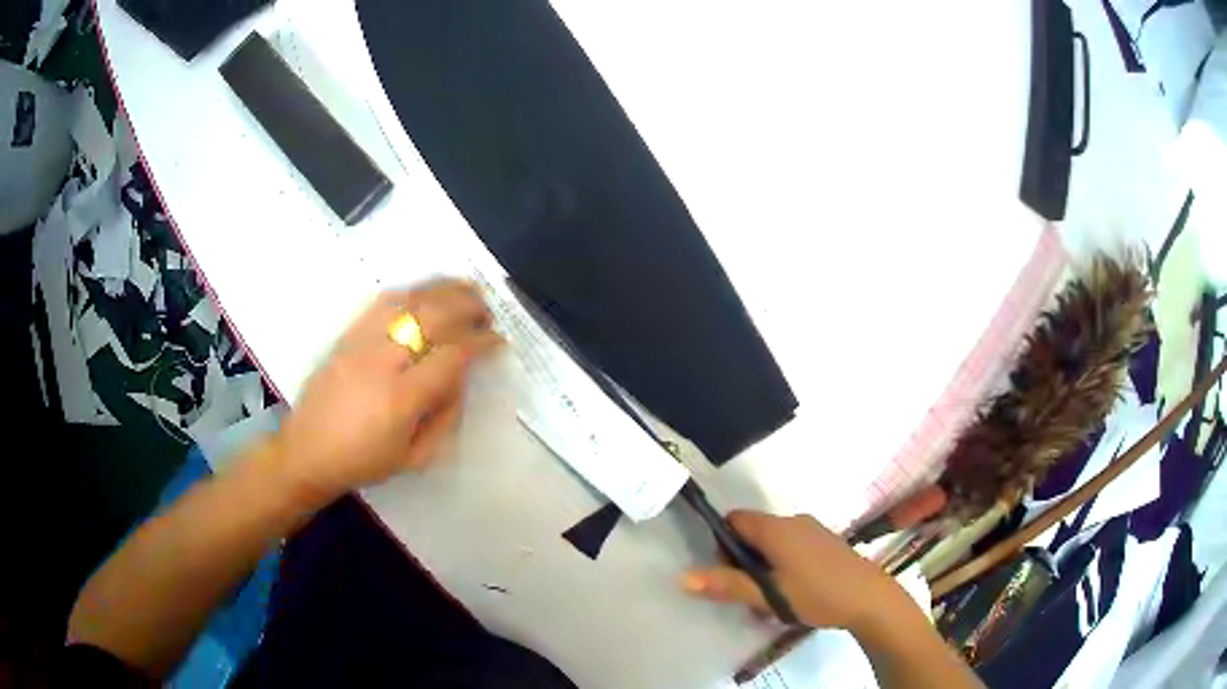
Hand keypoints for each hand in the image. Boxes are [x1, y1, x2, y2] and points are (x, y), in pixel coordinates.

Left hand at [272, 279, 502, 504]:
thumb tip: (461, 379)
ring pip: (408, 300)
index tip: (498, 341)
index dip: (481, 343)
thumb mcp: (414, 457)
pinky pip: (382, 302)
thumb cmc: (363, 462)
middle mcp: (382, 361)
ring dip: (442, 290)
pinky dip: (411, 292)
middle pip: (433, 317)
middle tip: (487, 311)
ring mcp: (361, 343)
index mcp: (402, 398)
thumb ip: (444, 417)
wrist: (307, 451)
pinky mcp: (347, 335)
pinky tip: (426, 293)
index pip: (452, 356)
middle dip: (467, 307)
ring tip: (466, 288)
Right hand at [683, 511, 910, 632]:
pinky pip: (792, 545)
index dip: (722, 543)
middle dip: (743, 559)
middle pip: (753, 531)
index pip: (735, 520)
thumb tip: (683, 578)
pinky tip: (793, 591)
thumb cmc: (816, 594)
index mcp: (776, 529)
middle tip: (747, 592)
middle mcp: (793, 521)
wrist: (869, 598)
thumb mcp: (768, 595)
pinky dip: (783, 563)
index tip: (727, 573)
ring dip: (763, 565)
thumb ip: (727, 585)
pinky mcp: (826, 542)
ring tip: (770, 598)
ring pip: (773, 541)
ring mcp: (813, 530)